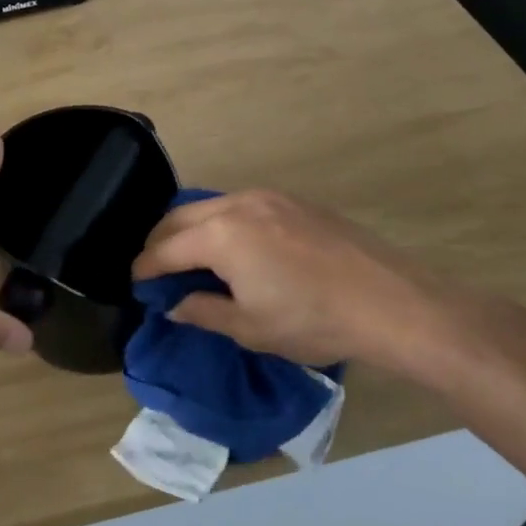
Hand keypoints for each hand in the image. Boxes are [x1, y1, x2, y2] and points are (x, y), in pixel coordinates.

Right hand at [132, 190, 464, 375]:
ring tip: (190, 256)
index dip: (145, 268)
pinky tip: (233, 245)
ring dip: (191, 228)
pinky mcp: (295, 201)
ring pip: (211, 206)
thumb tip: (174, 306)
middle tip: (155, 269)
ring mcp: (269, 197)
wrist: (390, 302)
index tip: (134, 282)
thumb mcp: (249, 327)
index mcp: (220, 235)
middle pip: (181, 217)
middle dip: (161, 242)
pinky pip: (241, 205)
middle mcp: (238, 204)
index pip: (166, 249)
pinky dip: (222, 221)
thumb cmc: (312, 320)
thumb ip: (203, 311)